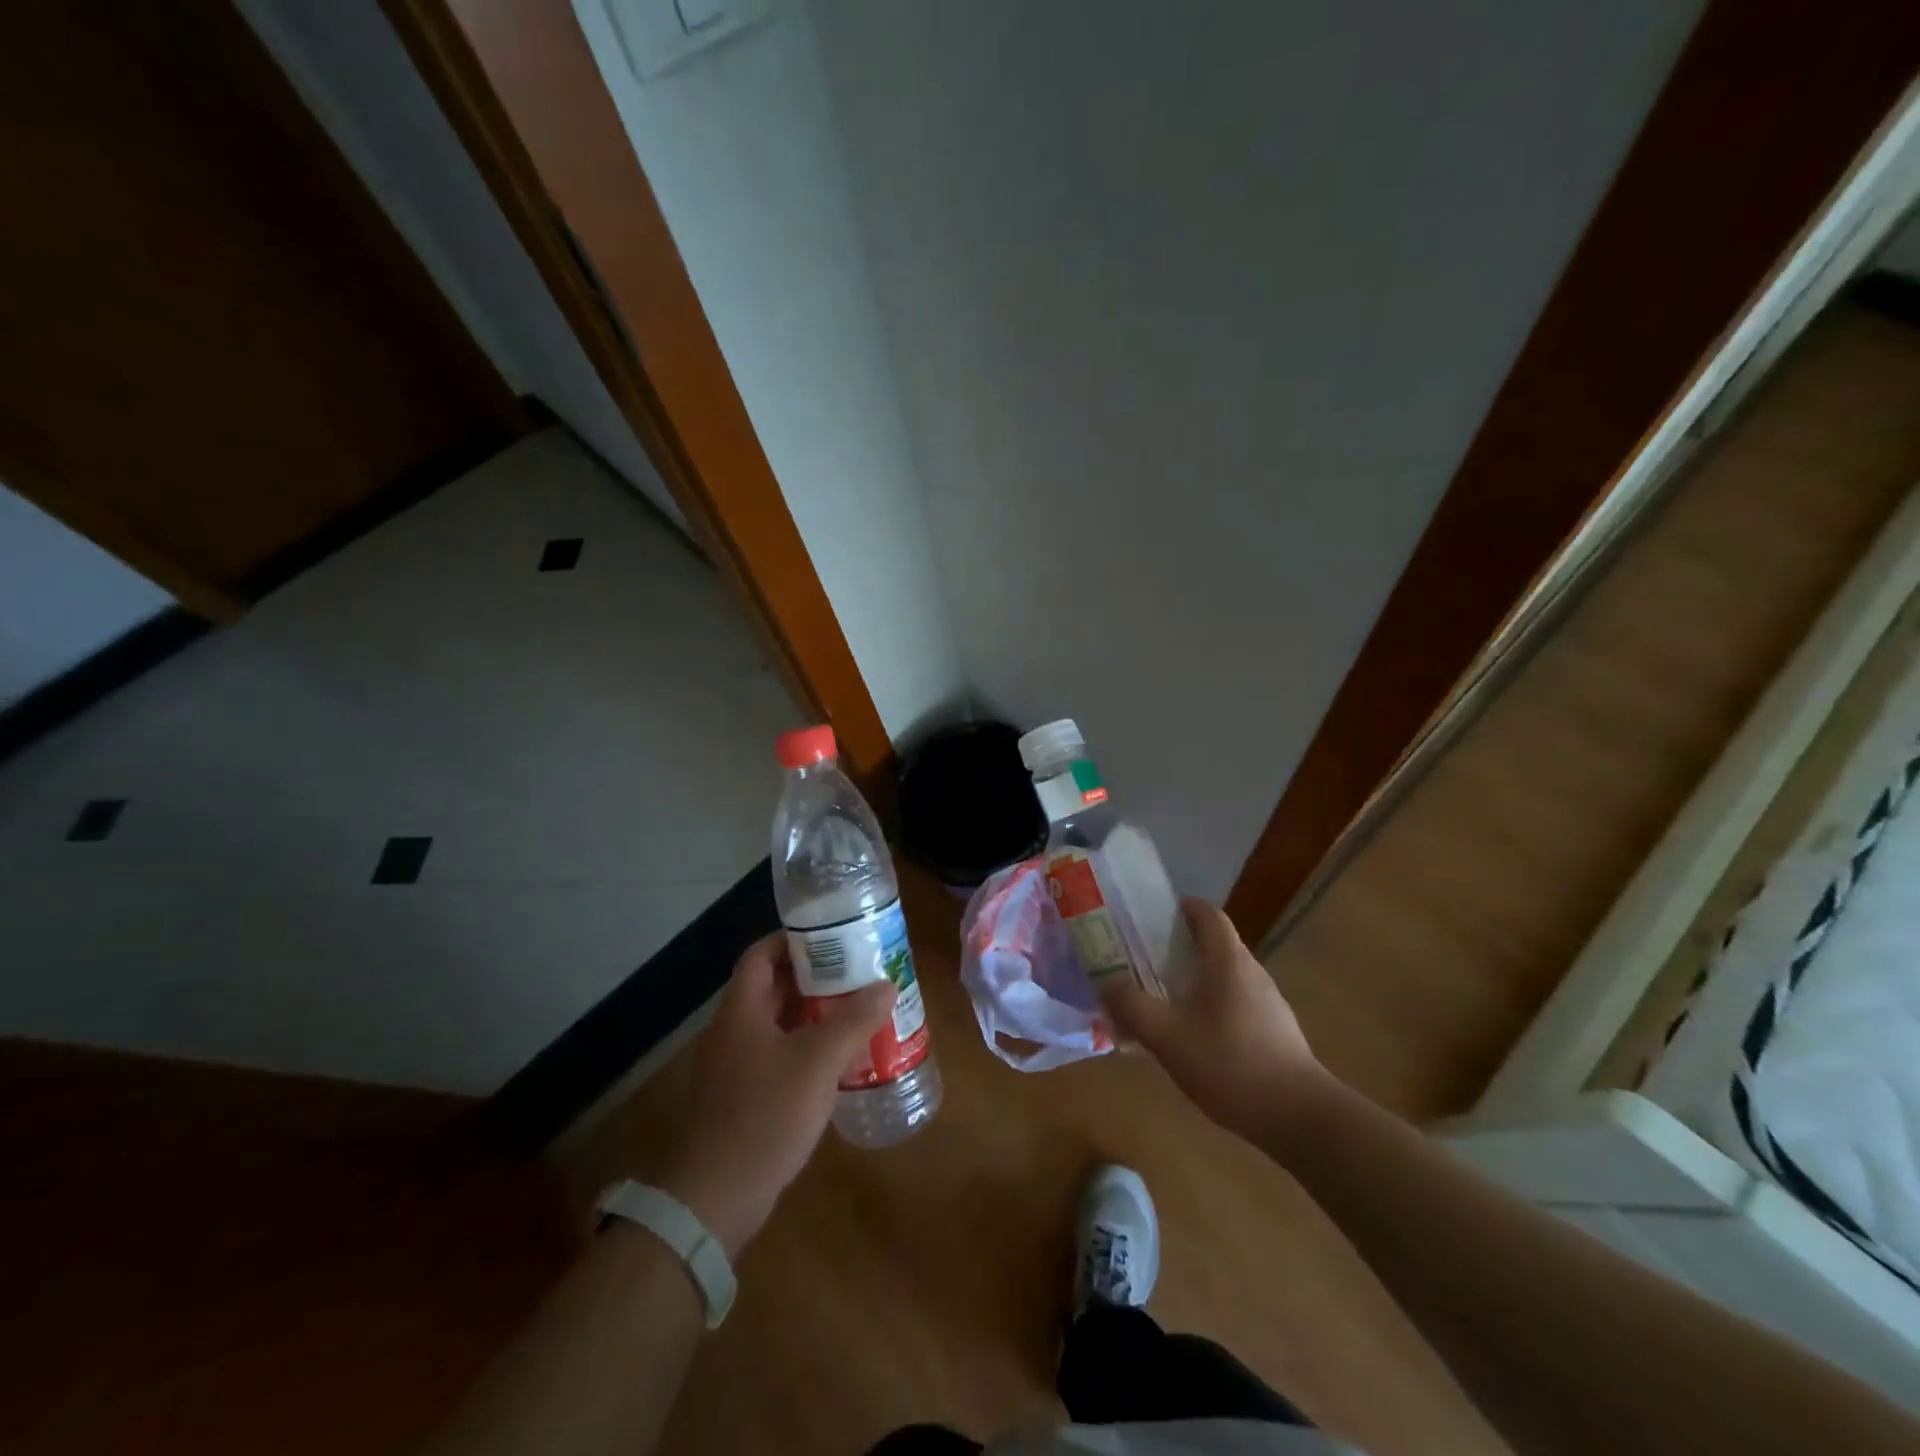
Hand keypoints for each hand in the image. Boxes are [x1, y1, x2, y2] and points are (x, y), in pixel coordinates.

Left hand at [652, 934, 894, 1257]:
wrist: (711, 1201)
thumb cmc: (763, 1117)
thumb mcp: (817, 1063)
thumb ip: (853, 1021)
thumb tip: (886, 984)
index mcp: (741, 1011)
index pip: (761, 955)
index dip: (793, 940)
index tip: (833, 937)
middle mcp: (732, 1031)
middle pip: (772, 987)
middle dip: (814, 977)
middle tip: (857, 972)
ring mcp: (734, 1067)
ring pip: (777, 1024)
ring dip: (813, 1014)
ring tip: (857, 1010)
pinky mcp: (741, 1099)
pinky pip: (777, 1056)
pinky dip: (806, 1048)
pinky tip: (838, 1061)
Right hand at [1104, 898, 1323, 1147]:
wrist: (1300, 1119)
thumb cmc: (1231, 1064)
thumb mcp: (1168, 1036)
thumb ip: (1132, 1006)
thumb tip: (1108, 985)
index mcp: (1228, 961)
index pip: (1207, 914)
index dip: (1180, 908)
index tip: (1150, 919)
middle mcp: (1251, 973)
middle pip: (1213, 944)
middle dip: (1177, 948)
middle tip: (1142, 963)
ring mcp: (1268, 1004)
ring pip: (1223, 977)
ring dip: (1192, 981)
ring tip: (1160, 1003)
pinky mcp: (1274, 1032)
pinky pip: (1234, 1004)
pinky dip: (1208, 1008)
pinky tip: (1191, 1041)